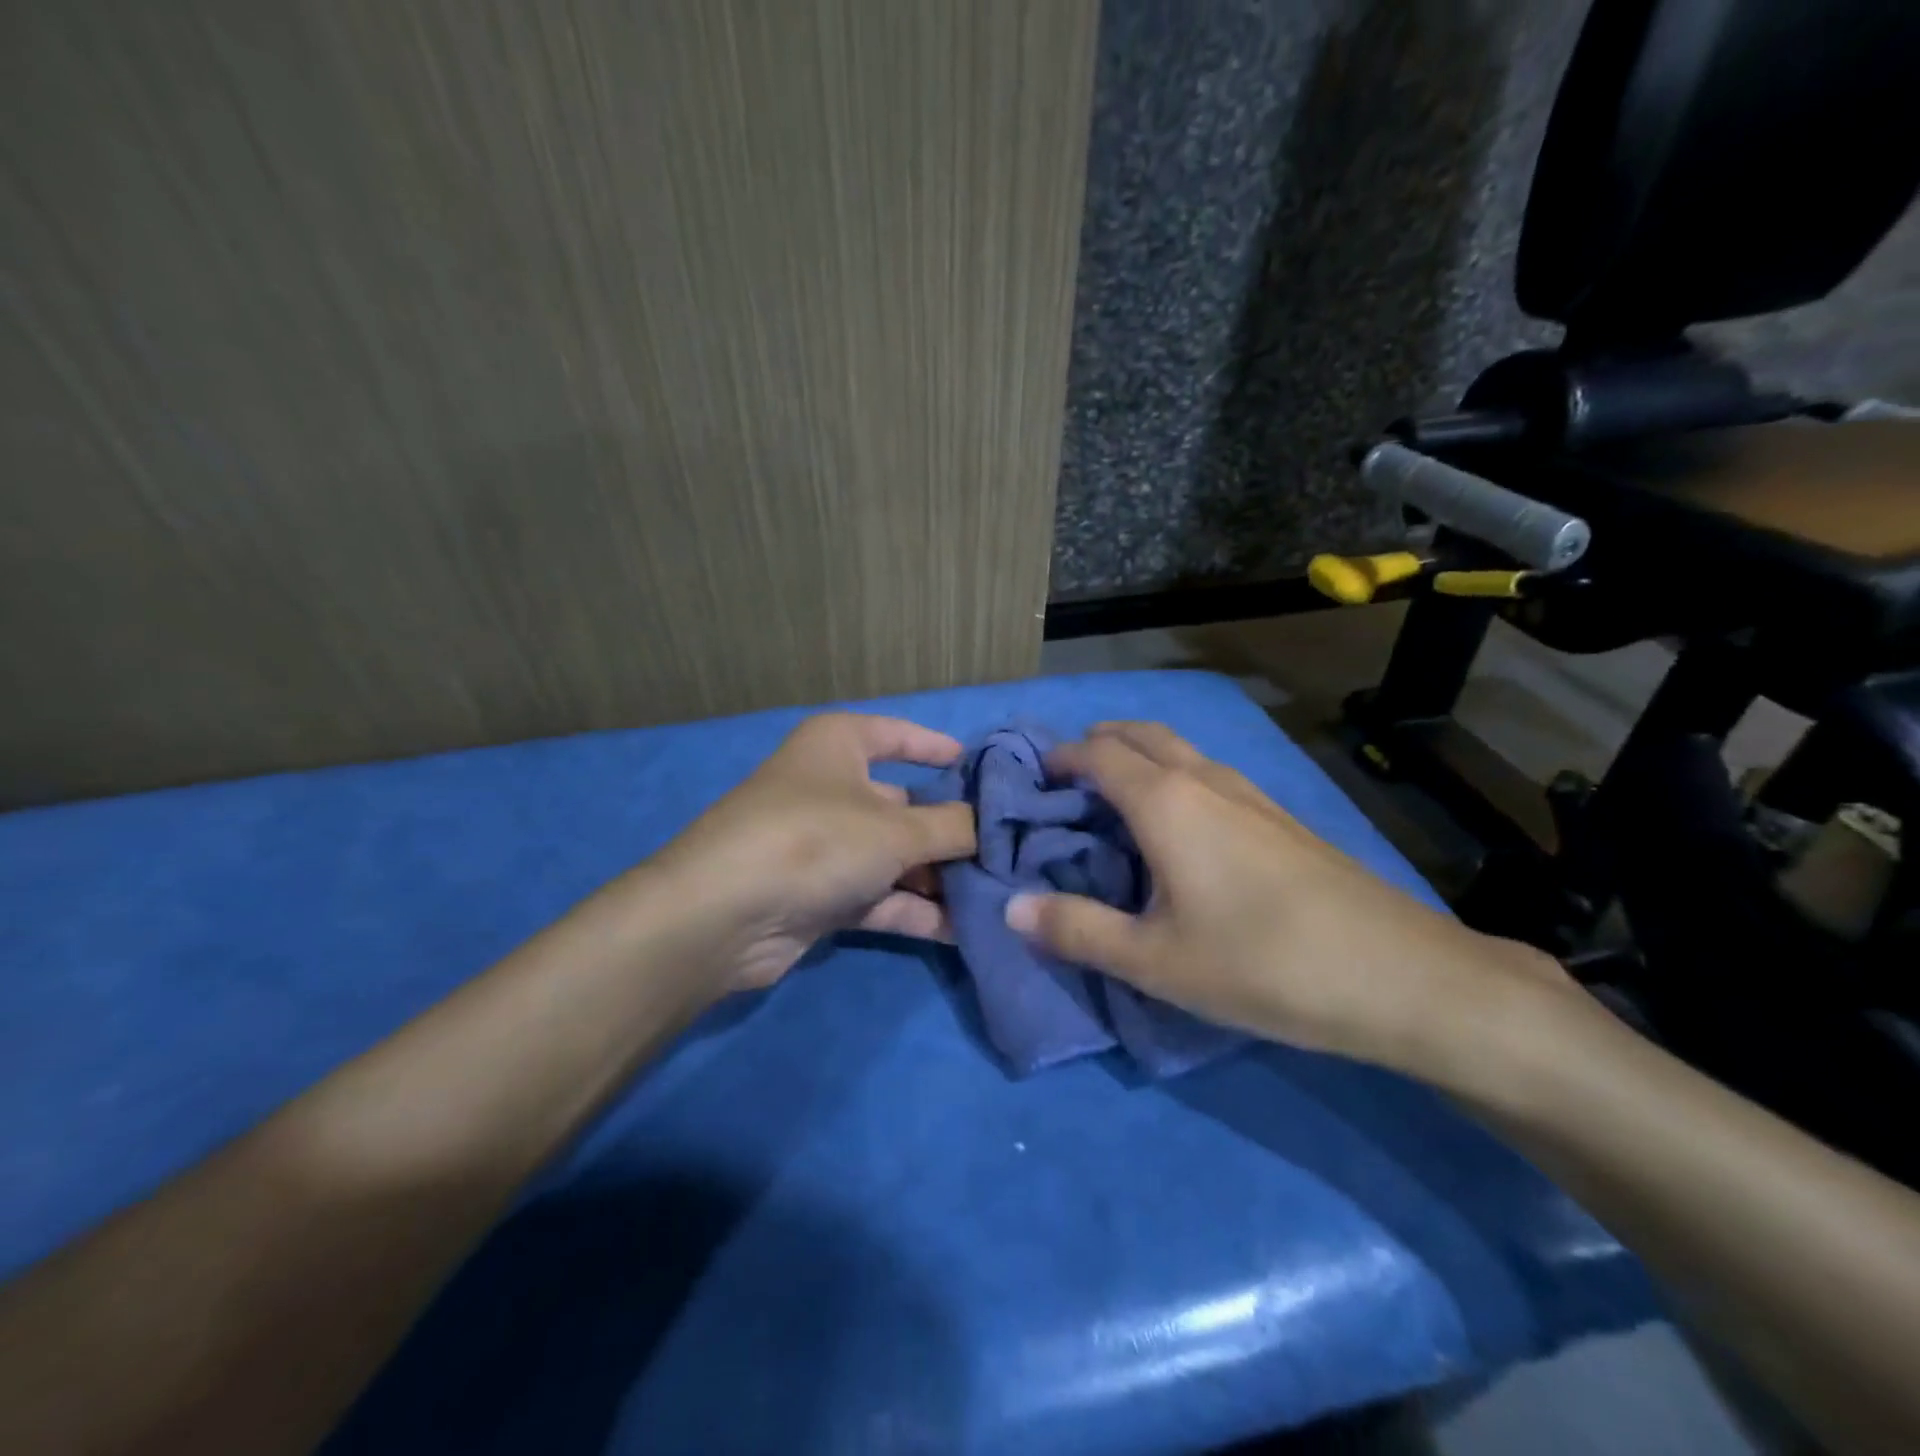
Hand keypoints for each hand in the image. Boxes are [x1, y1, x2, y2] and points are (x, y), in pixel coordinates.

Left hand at [647, 713, 976, 994]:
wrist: (723, 916)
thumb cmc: (815, 840)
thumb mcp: (897, 829)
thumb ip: (952, 827)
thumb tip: (991, 827)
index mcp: (839, 745)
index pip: (897, 735)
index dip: (936, 747)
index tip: (979, 768)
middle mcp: (830, 789)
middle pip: (903, 805)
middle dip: (951, 832)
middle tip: (1005, 853)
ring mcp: (822, 845)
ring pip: (893, 856)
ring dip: (938, 879)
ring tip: (996, 897)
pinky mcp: (818, 895)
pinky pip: (878, 896)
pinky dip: (913, 910)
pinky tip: (961, 931)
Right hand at [1003, 722, 1568, 1072]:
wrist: (1398, 975)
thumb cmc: (1260, 963)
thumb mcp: (1153, 960)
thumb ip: (1076, 930)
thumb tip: (1009, 908)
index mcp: (1165, 801)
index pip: (1097, 752)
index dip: (1060, 758)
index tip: (1033, 782)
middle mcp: (1206, 780)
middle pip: (1141, 734)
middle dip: (1098, 743)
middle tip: (1068, 781)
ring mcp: (1251, 794)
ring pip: (1180, 751)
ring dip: (1139, 758)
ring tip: (1115, 802)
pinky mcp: (1281, 817)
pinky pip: (1210, 774)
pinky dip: (1175, 778)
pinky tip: (1181, 830)